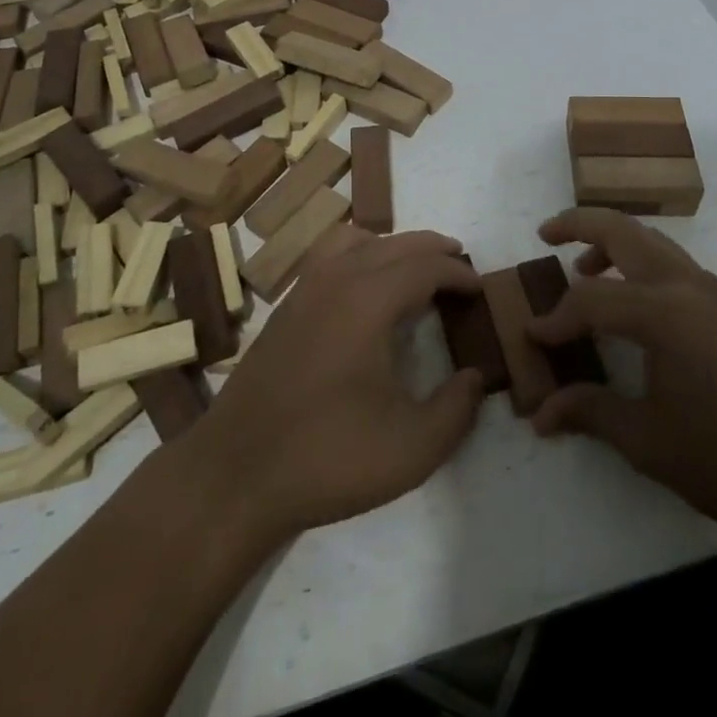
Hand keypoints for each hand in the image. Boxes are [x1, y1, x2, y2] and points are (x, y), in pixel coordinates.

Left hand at [192, 226, 485, 543]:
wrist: (236, 474)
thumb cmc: (328, 457)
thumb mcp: (412, 448)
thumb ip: (456, 410)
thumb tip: (474, 377)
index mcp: (369, 300)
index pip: (424, 266)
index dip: (457, 272)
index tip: (480, 288)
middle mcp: (337, 279)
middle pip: (395, 244)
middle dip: (432, 250)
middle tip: (460, 267)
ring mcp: (305, 289)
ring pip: (359, 243)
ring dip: (395, 247)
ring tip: (417, 270)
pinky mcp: (286, 307)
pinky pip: (332, 258)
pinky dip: (362, 256)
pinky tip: (366, 290)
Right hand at [528, 208, 716, 541]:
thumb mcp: (650, 441)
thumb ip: (592, 413)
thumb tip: (541, 414)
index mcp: (661, 311)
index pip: (590, 300)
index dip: (555, 318)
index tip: (531, 339)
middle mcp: (685, 285)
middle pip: (622, 230)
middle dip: (579, 224)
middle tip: (546, 232)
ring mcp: (712, 291)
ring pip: (652, 240)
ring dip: (613, 241)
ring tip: (584, 268)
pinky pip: (672, 262)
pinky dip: (640, 261)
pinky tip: (634, 302)